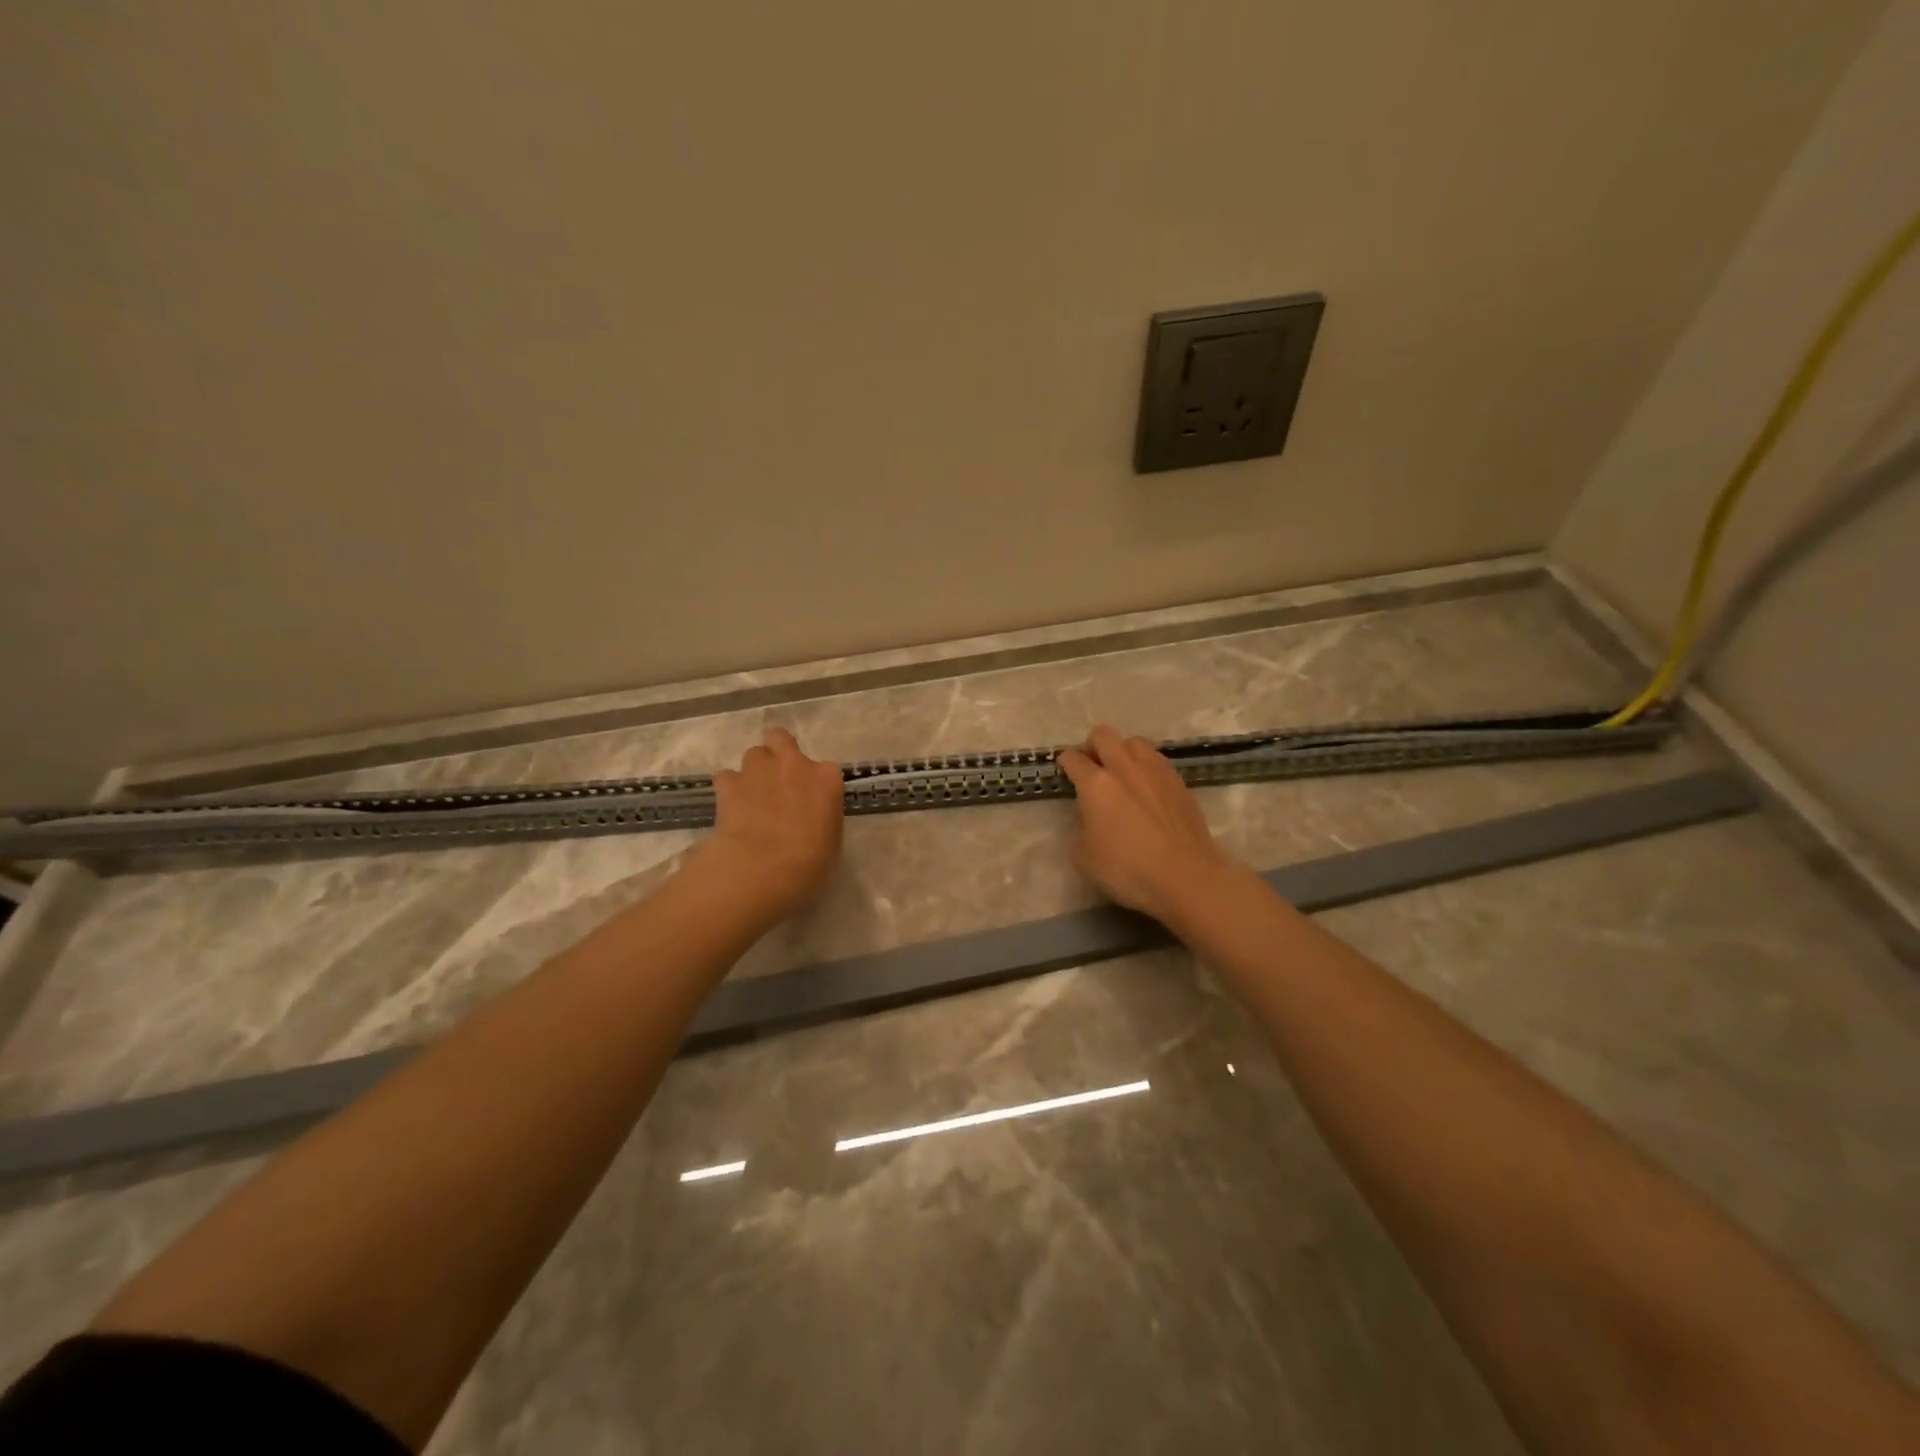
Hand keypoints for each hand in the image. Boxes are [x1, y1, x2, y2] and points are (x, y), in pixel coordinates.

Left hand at [700, 726, 844, 919]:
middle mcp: (794, 764)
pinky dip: (729, 789)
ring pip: (754, 754)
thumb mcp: (829, 841)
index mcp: (827, 779)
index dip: (814, 784)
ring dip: (754, 771)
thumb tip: (808, 819)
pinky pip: (727, 777)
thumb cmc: (808, 863)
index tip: (809, 801)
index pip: (825, 770)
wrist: (762, 868)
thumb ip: (820, 818)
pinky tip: (730, 808)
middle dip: (777, 752)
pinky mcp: (729, 783)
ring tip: (751, 797)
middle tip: (776, 778)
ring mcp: (759, 769)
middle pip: (780, 739)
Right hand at [1057, 725, 1240, 924]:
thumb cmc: (1128, 869)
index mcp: (1096, 784)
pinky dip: (1145, 767)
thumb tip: (1090, 816)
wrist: (1186, 876)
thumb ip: (1081, 827)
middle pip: (1103, 735)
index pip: (1073, 758)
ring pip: (1134, 742)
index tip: (1065, 771)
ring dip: (1122, 751)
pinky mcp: (1179, 782)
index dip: (1065, 762)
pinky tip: (1146, 788)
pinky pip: (1157, 760)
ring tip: (1122, 773)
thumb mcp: (1083, 856)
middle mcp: (1125, 768)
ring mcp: (1156, 771)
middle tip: (1092, 767)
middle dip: (1092, 746)